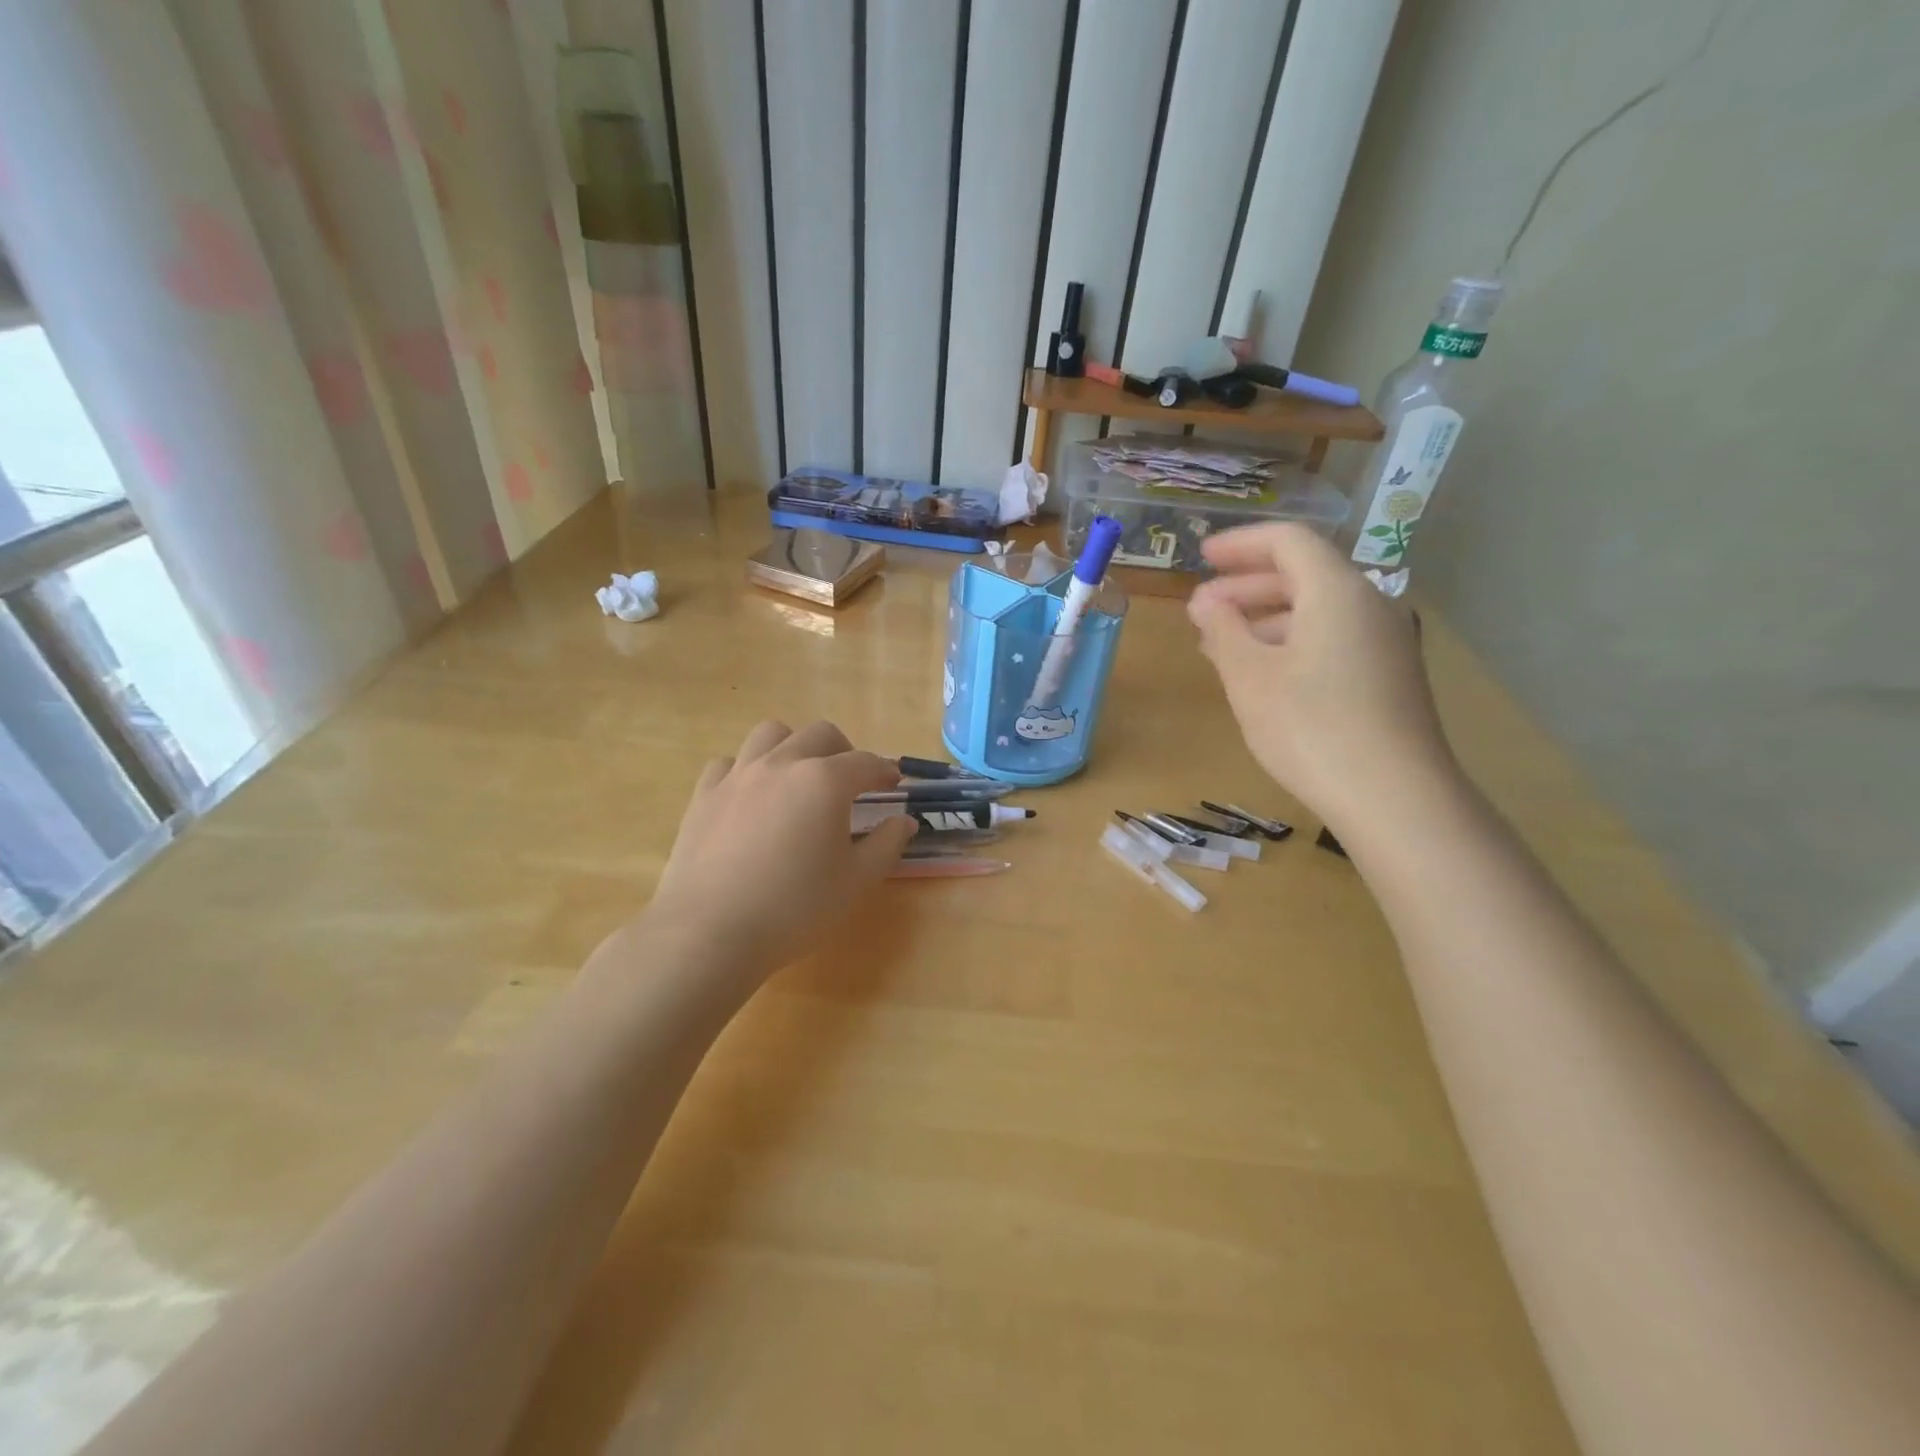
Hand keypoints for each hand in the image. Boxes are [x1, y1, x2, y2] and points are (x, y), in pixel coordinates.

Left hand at [645, 720, 916, 976]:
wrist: (710, 932)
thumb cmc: (795, 908)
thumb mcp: (856, 882)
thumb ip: (887, 844)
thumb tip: (904, 821)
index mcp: (825, 781)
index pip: (866, 763)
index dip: (884, 772)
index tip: (893, 784)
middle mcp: (782, 764)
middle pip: (820, 734)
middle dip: (844, 751)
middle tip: (852, 781)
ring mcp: (738, 775)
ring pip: (771, 734)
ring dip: (794, 746)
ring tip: (800, 776)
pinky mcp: (704, 794)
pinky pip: (730, 762)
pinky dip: (748, 769)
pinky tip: (752, 796)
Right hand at [1186, 523, 1458, 833]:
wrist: (1395, 797)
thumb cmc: (1311, 728)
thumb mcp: (1250, 677)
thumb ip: (1223, 630)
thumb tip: (1205, 602)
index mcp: (1336, 591)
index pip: (1288, 541)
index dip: (1240, 543)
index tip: (1201, 556)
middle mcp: (1368, 605)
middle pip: (1303, 574)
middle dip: (1246, 586)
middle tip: (1200, 608)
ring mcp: (1383, 642)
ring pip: (1316, 610)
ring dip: (1265, 618)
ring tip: (1221, 645)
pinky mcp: (1388, 677)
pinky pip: (1332, 639)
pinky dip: (1291, 642)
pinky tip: (1262, 675)